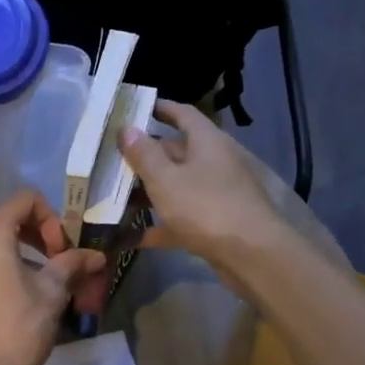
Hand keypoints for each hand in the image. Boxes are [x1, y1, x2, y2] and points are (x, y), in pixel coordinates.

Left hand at [0, 190, 105, 364]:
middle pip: (9, 221)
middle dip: (41, 237)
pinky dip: (6, 270)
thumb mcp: (52, 291)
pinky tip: (24, 298)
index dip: (52, 219)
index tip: (63, 251)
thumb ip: (72, 264)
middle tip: (62, 265)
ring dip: (26, 255)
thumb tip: (96, 256)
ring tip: (47, 284)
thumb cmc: (19, 327)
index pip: (25, 200)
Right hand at [118, 100, 293, 272]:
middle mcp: (214, 163)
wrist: (252, 256)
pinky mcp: (215, 224)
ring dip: (148, 191)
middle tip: (111, 159)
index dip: (160, 108)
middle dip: (145, 156)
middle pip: (176, 152)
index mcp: (207, 142)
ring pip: (177, 186)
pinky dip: (158, 225)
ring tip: (114, 196)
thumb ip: (144, 154)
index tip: (135, 108)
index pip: (183, 114)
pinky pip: (180, 218)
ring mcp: (217, 194)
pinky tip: (130, 236)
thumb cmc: (206, 207)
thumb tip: (128, 128)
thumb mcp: (166, 179)